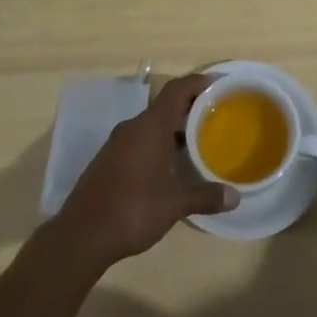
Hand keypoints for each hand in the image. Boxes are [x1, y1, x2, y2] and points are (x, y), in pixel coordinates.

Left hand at [53, 73, 237, 271]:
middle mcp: (133, 127)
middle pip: (165, 105)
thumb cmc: (133, 210)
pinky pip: (139, 140)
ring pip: (151, 124)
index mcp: (150, 126)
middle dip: (189, 108)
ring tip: (196, 141)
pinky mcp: (108, 159)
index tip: (218, 83)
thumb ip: (205, 196)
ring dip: (173, 128)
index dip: (198, 82)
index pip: (177, 90)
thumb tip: (235, 197)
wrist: (81, 235)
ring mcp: (117, 143)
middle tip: (214, 116)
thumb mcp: (174, 204)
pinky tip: (169, 165)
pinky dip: (157, 143)